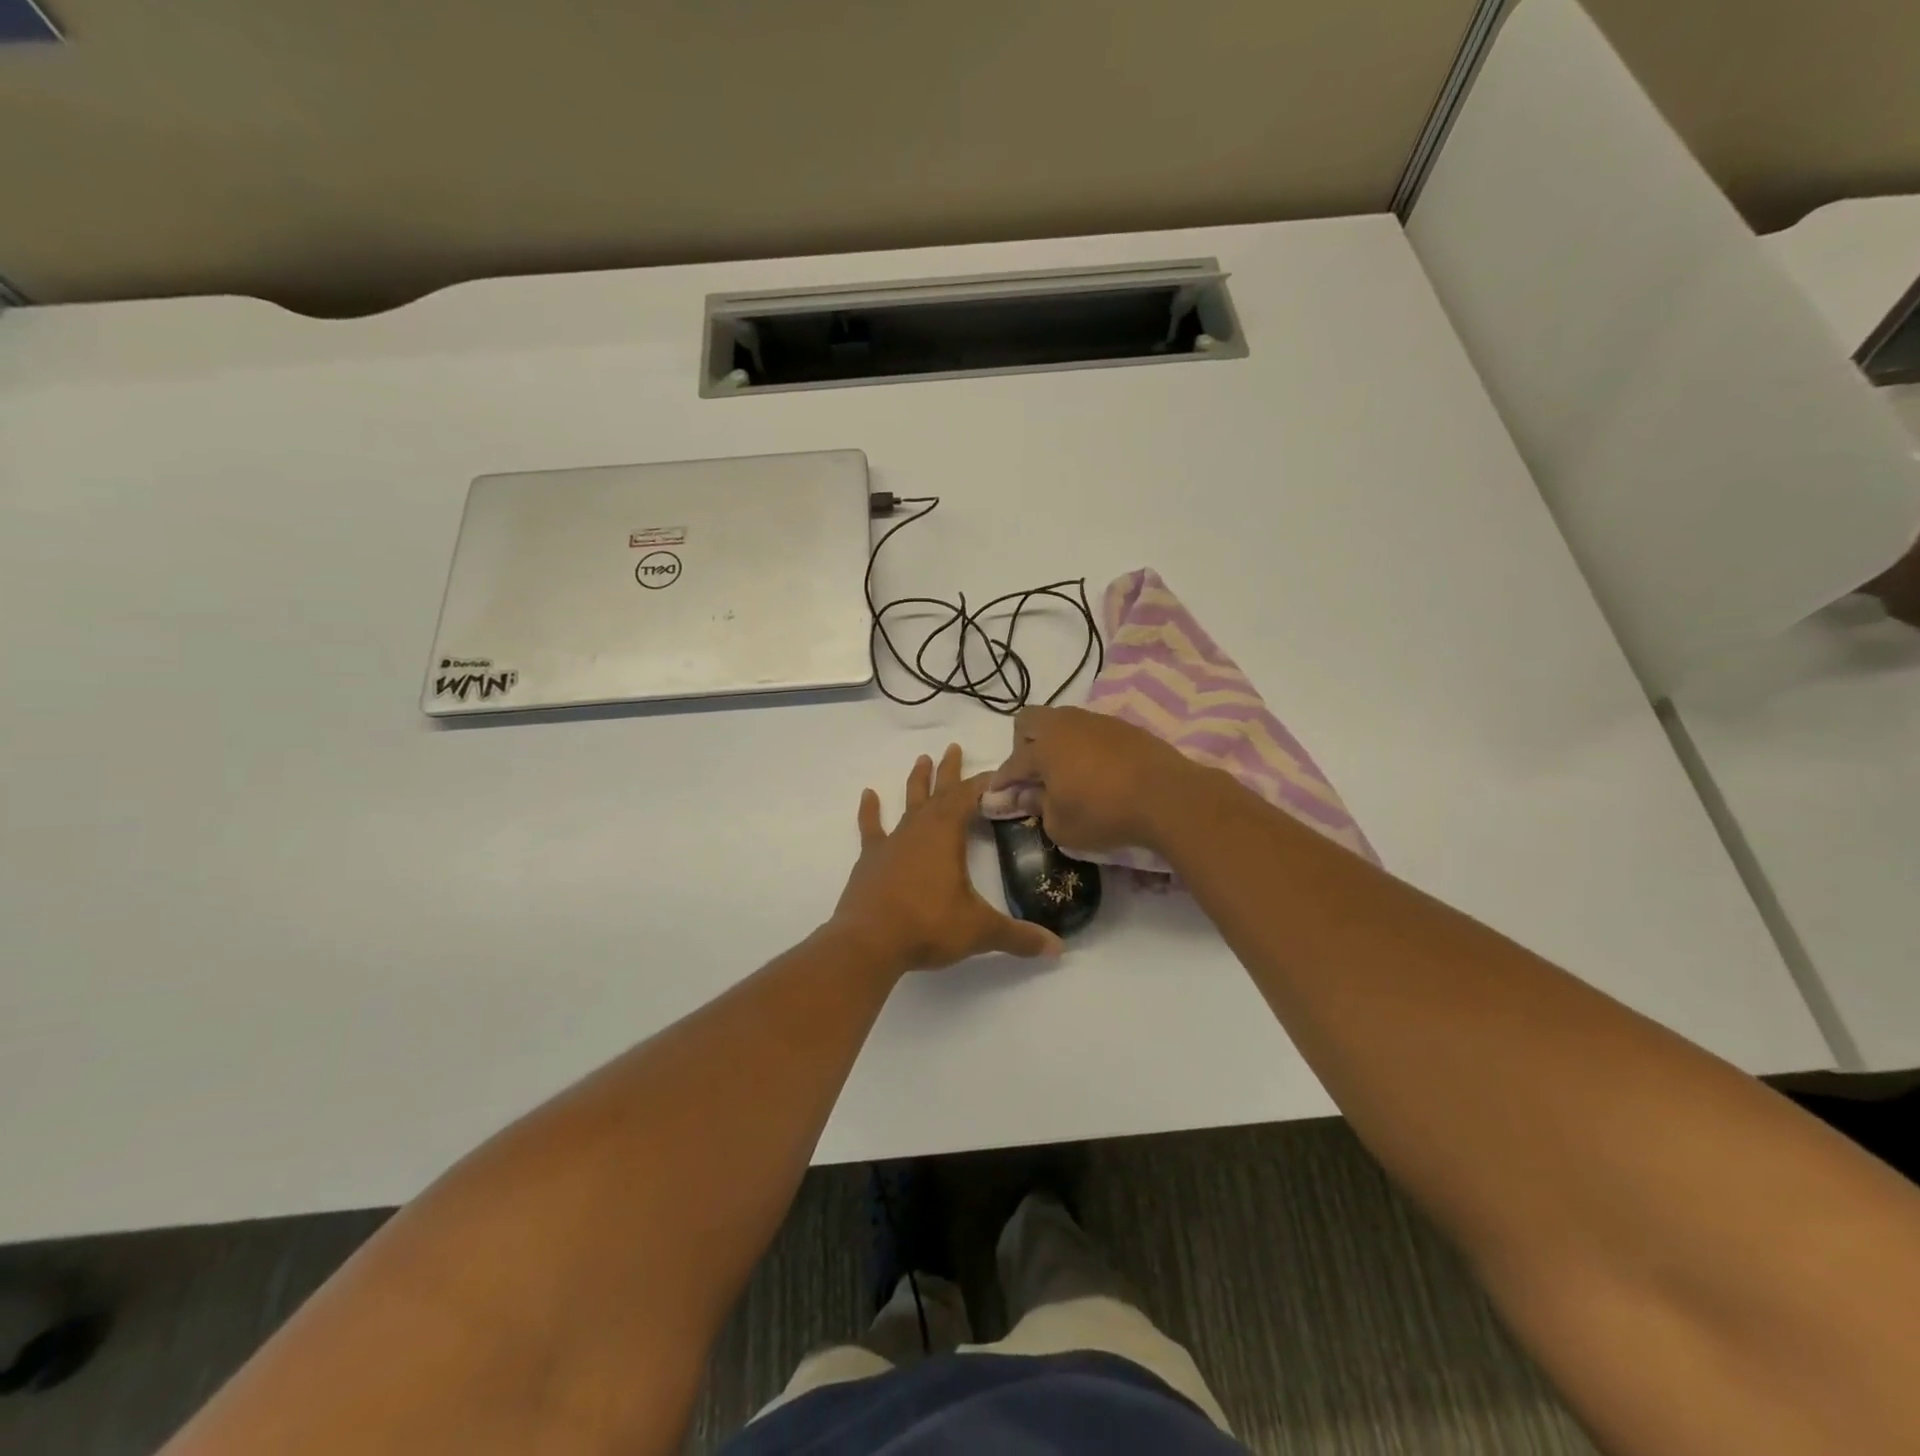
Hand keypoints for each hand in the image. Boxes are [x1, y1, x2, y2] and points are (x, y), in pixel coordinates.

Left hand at [830, 744, 1064, 973]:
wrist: (869, 942)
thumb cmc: (928, 926)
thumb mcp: (980, 931)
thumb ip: (1019, 936)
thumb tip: (1058, 948)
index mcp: (947, 835)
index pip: (970, 797)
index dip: (986, 783)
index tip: (1000, 772)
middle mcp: (920, 829)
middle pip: (939, 792)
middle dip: (950, 771)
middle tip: (954, 746)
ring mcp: (892, 842)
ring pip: (908, 803)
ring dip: (917, 781)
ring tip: (922, 759)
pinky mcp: (871, 859)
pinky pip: (871, 828)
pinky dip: (870, 811)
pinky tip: (868, 794)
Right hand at [990, 705, 1203, 854]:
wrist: (1168, 797)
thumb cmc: (1105, 814)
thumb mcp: (1061, 826)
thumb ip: (1039, 808)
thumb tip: (1029, 795)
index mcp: (1044, 747)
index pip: (1013, 763)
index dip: (1002, 781)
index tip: (998, 795)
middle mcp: (1065, 725)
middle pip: (1029, 721)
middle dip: (1022, 745)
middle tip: (1033, 774)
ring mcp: (1096, 721)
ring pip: (1062, 722)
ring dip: (1056, 743)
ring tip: (1067, 772)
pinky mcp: (1123, 727)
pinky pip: (1090, 730)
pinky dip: (1084, 746)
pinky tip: (1097, 770)